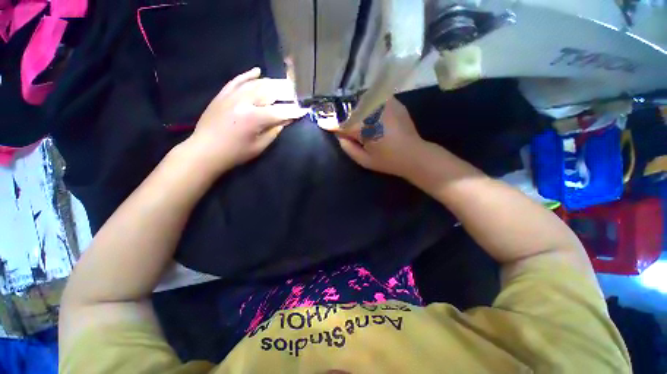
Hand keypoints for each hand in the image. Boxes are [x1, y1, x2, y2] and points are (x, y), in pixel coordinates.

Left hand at [184, 67, 308, 172]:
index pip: (280, 112)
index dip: (293, 111)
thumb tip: (286, 120)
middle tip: (295, 95)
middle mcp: (244, 102)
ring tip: (282, 85)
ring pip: (255, 84)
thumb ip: (274, 131)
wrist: (205, 150)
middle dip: (285, 93)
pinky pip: (237, 81)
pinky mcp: (222, 95)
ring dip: (271, 84)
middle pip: (269, 92)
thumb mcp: (259, 146)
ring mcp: (232, 96)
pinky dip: (247, 75)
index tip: (304, 110)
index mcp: (254, 118)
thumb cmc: (235, 153)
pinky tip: (257, 71)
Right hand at [337, 98, 430, 180]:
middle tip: (336, 117)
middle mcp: (375, 112)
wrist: (414, 155)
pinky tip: (367, 109)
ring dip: (354, 104)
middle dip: (341, 112)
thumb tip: (339, 135)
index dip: (331, 122)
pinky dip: (368, 101)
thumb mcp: (364, 160)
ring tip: (351, 112)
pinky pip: (376, 97)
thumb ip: (348, 147)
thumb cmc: (388, 161)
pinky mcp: (394, 102)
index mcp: (367, 129)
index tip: (322, 121)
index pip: (343, 123)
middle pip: (351, 107)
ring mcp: (386, 105)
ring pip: (363, 99)